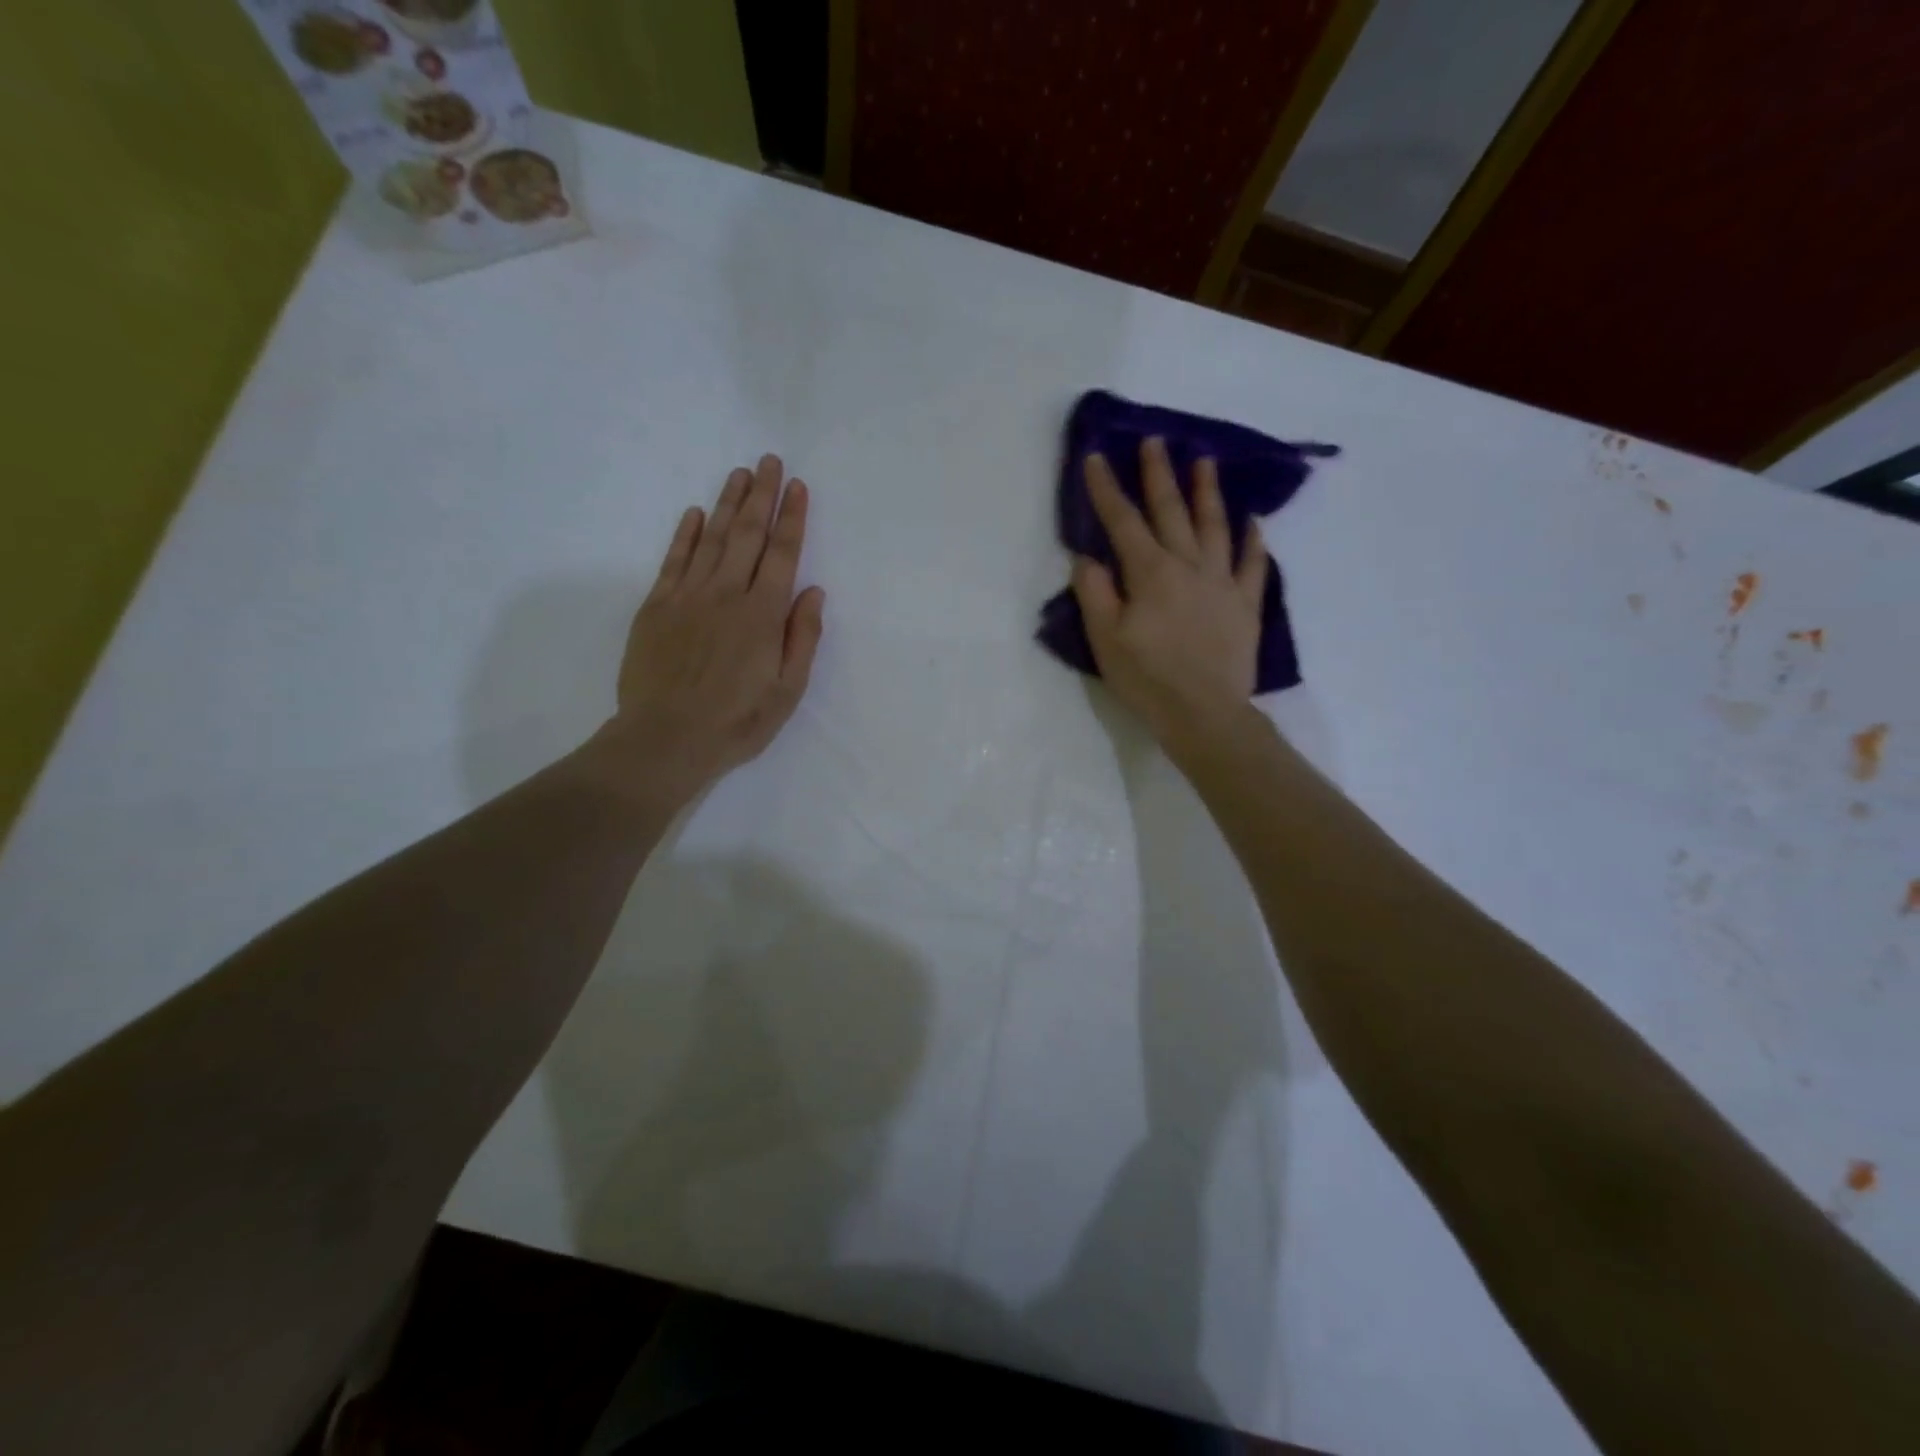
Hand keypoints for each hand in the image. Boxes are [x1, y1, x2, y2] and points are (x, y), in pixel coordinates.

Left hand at [602, 454, 824, 803]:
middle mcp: (726, 594)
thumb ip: (803, 637)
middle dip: (762, 495)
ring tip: (740, 473)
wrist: (665, 739)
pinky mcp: (657, 607)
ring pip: (712, 539)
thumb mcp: (787, 691)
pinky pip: (674, 560)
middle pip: (748, 535)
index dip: (791, 518)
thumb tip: (813, 591)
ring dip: (728, 504)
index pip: (782, 554)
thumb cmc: (736, 722)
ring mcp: (687, 597)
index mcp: (763, 615)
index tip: (798, 486)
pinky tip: (696, 514)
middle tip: (770, 461)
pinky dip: (686, 534)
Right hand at [1071, 436, 1265, 752]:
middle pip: (1171, 512)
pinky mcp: (1246, 605)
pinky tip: (1253, 522)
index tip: (1096, 457)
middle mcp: (1188, 566)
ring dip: (1208, 492)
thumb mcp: (1105, 640)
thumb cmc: (1148, 679)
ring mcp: (1222, 583)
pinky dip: (1253, 541)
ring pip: (1215, 527)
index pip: (1122, 522)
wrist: (1205, 714)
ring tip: (1205, 461)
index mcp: (1149, 573)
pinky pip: (1252, 564)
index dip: (1107, 489)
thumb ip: (1095, 593)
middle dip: (1159, 475)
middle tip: (1155, 441)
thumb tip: (1088, 558)